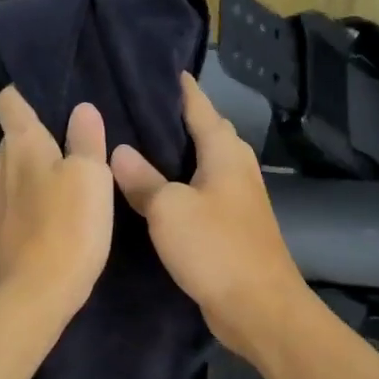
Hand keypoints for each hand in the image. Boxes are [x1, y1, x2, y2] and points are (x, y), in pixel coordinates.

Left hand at [0, 87, 114, 318]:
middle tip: (67, 146)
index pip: (9, 101)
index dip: (23, 94)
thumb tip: (81, 108)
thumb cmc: (70, 225)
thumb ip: (87, 138)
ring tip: (54, 182)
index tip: (45, 98)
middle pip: (10, 137)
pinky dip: (16, 202)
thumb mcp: (92, 175)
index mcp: (21, 143)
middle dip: (33, 137)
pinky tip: (35, 214)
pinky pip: (2, 204)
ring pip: (6, 171)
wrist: (36, 294)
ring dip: (25, 172)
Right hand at [110, 73, 309, 359]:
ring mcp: (237, 197)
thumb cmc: (216, 247)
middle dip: (177, 118)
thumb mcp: (169, 209)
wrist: (258, 308)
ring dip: (176, 153)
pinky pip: (201, 190)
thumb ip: (143, 179)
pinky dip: (179, 182)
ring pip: (202, 163)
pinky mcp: (231, 225)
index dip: (182, 89)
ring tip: (137, 144)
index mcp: (225, 152)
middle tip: (135, 108)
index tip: (161, 70)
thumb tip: (119, 151)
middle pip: (205, 132)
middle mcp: (236, 167)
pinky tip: (153, 190)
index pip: (201, 107)